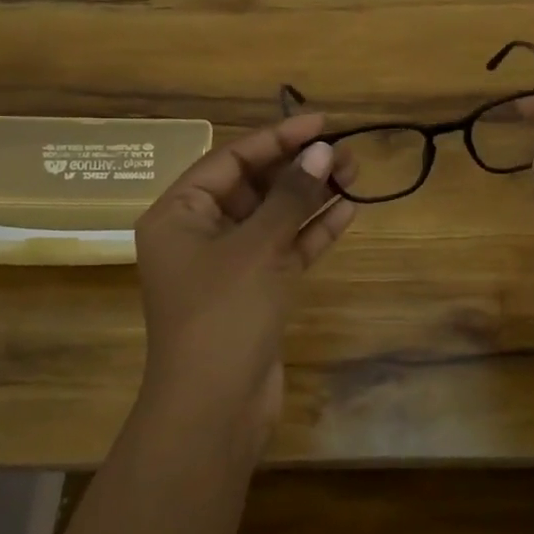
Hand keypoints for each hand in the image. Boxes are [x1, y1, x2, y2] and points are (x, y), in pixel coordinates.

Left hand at [134, 114, 356, 435]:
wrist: (214, 409)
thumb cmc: (223, 315)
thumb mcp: (257, 248)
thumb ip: (291, 196)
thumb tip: (323, 151)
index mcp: (178, 214)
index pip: (230, 160)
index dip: (276, 138)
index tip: (320, 123)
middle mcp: (199, 234)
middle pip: (253, 186)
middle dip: (298, 168)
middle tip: (346, 153)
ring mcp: (228, 265)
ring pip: (273, 218)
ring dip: (310, 197)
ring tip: (354, 175)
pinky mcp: (255, 291)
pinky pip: (285, 249)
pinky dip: (312, 232)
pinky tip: (346, 212)